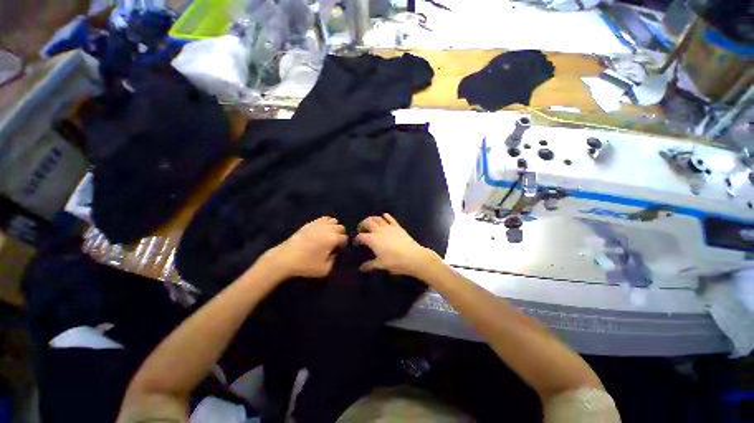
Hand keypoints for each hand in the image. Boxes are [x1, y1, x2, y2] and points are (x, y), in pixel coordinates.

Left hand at [261, 217, 347, 278]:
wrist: (285, 258)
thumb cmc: (306, 265)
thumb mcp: (324, 269)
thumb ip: (334, 260)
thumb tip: (334, 253)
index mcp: (333, 239)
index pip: (345, 238)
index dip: (343, 245)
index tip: (338, 251)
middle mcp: (328, 229)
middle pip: (341, 227)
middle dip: (340, 235)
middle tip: (334, 243)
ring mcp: (318, 224)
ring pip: (334, 221)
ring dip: (334, 227)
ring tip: (329, 236)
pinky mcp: (310, 223)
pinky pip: (324, 218)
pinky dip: (326, 223)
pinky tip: (322, 230)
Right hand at [356, 213, 439, 277]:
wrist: (413, 257)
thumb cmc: (395, 261)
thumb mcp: (381, 264)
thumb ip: (370, 265)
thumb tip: (361, 268)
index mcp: (372, 239)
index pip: (361, 236)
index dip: (357, 239)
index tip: (356, 242)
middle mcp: (379, 230)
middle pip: (367, 222)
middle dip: (362, 224)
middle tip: (361, 229)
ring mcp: (388, 227)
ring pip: (377, 218)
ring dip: (372, 219)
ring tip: (370, 223)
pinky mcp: (397, 226)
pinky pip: (390, 219)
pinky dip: (386, 216)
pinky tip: (384, 216)